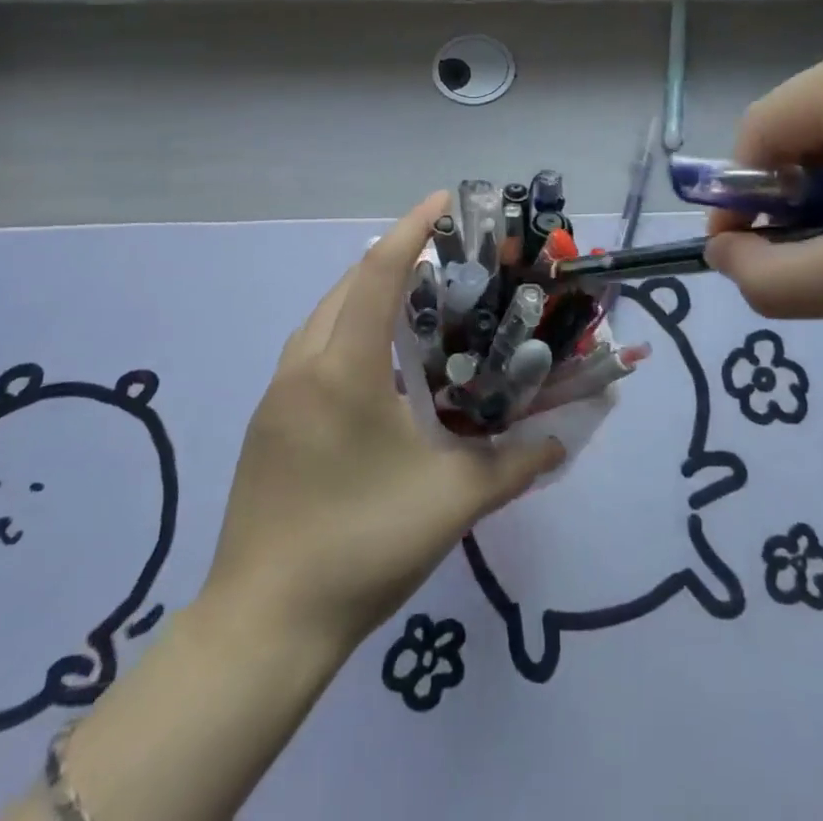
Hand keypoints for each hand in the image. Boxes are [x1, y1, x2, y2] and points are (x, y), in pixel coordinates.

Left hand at [203, 192, 561, 656]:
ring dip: (366, 294)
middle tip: (445, 258)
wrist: (263, 624)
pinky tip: (376, 365)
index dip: (412, 228)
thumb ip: (514, 465)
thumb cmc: (361, 546)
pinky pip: (311, 347)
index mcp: (344, 367)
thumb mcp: (451, 503)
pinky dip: (346, 330)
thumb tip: (559, 444)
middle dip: (395, 258)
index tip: (443, 199)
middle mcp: (304, 364)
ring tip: (415, 303)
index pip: (380, 272)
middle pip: (348, 284)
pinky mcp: (267, 420)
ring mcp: (277, 392)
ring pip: (324, 315)